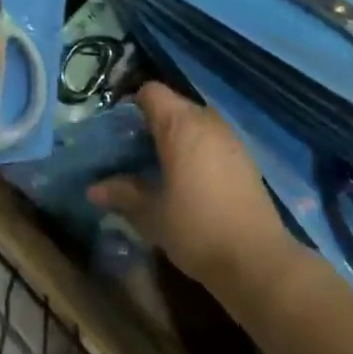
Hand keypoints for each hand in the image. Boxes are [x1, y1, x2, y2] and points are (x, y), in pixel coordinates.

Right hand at [89, 83, 298, 297]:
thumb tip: (93, 189)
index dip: (131, 106)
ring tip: (160, 168)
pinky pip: (212, 140)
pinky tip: (189, 181)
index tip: (118, 134)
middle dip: (151, 124)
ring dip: (176, 137)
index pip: (150, 92)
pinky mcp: (245, 158)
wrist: (258, 261)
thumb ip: (122, 194)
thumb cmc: (197, 229)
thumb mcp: (151, 215)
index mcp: (181, 125)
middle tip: (134, 154)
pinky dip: (197, 150)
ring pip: (194, 122)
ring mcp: (230, 138)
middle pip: (172, 105)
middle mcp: (207, 121)